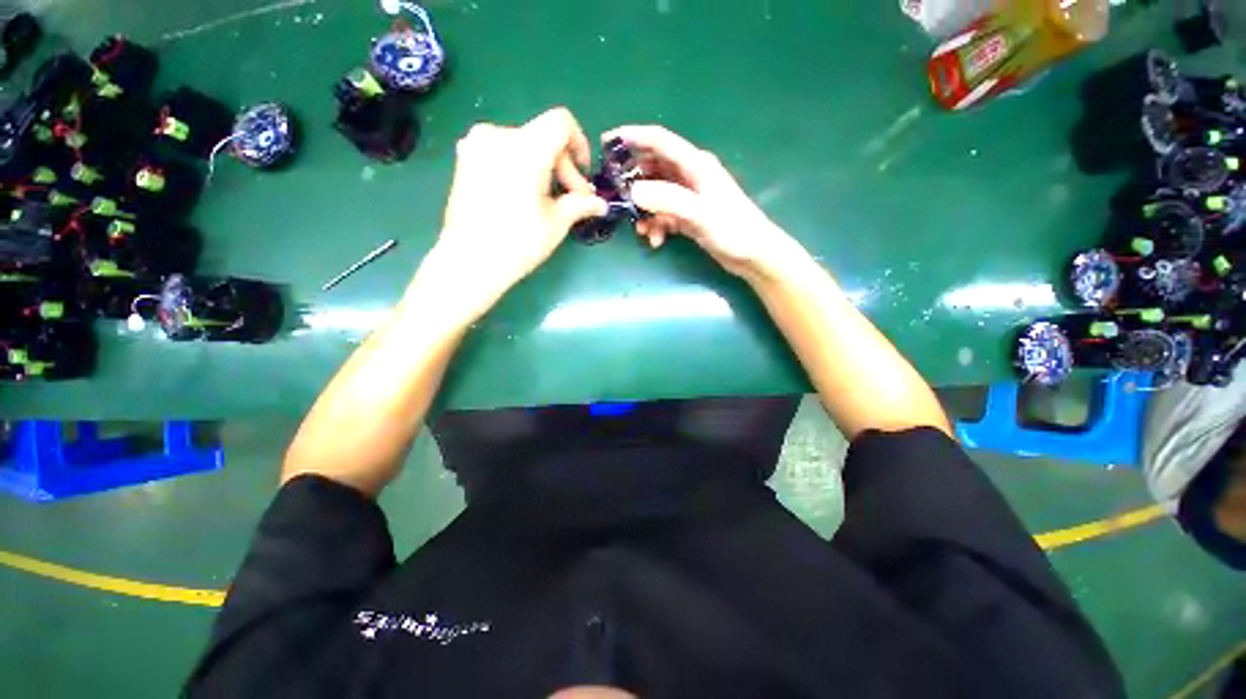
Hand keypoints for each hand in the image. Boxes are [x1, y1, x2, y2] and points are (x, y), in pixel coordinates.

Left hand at [422, 108, 607, 320]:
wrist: (469, 262)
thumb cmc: (518, 244)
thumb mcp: (556, 223)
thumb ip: (581, 204)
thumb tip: (601, 203)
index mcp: (524, 149)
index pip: (561, 123)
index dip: (579, 143)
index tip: (583, 173)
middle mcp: (497, 136)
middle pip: (543, 137)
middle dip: (562, 166)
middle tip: (570, 200)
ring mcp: (476, 146)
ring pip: (523, 144)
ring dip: (542, 168)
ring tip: (545, 200)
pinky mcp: (465, 159)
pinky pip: (503, 152)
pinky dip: (520, 167)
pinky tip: (522, 196)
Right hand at [604, 125, 796, 280]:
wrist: (753, 255)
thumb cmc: (733, 229)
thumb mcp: (699, 214)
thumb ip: (668, 200)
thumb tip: (634, 191)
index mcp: (695, 165)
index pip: (659, 141)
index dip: (632, 137)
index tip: (606, 143)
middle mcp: (690, 176)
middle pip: (654, 168)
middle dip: (634, 182)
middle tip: (617, 198)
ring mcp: (689, 197)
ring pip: (656, 194)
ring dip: (645, 211)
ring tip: (641, 230)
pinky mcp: (689, 215)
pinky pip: (664, 214)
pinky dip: (656, 225)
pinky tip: (656, 241)